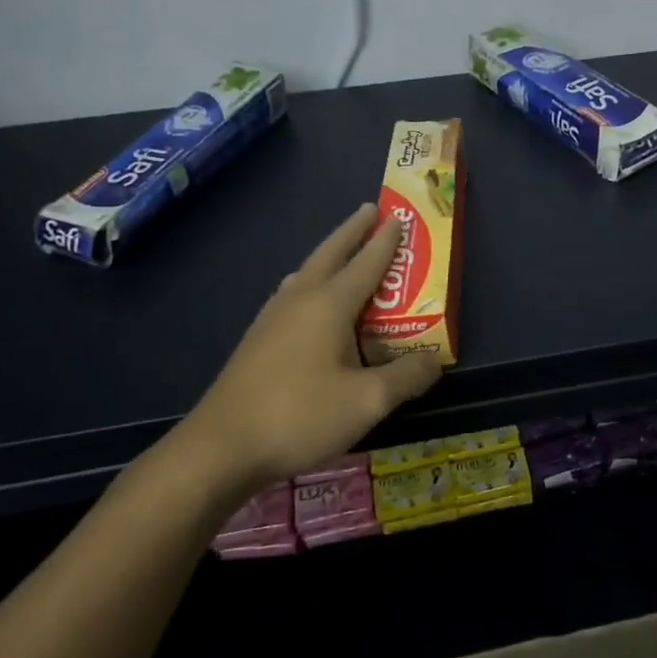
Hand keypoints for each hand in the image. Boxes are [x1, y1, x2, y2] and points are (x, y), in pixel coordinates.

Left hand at [163, 203, 442, 500]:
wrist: (221, 447)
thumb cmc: (300, 416)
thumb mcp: (368, 401)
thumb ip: (406, 377)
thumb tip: (434, 361)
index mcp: (329, 305)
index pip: (365, 263)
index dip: (386, 242)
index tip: (399, 218)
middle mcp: (299, 301)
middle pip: (329, 254)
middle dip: (352, 231)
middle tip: (370, 211)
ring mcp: (272, 319)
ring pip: (306, 273)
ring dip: (328, 255)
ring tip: (342, 253)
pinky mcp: (257, 340)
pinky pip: (292, 295)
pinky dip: (311, 282)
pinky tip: (309, 303)